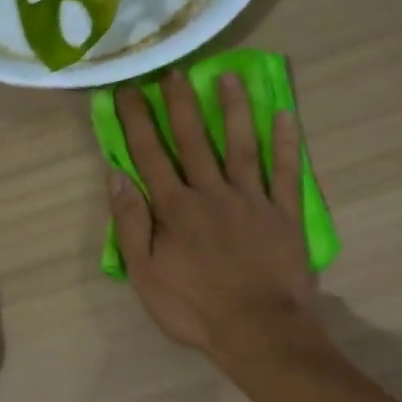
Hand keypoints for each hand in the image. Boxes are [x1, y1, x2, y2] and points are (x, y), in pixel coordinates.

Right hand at [109, 70, 322, 366]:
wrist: (258, 330)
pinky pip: (286, 172)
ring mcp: (252, 200)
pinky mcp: (284, 213)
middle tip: (173, 70)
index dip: (137, 121)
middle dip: (180, 103)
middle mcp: (212, 193)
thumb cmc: (194, 309)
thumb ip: (131, 224)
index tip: (128, 91)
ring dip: (233, 109)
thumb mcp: (145, 275)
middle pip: (194, 140)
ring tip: (227, 77)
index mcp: (175, 208)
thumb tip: (116, 176)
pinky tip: (284, 115)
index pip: (150, 155)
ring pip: (240, 145)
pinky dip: (286, 143)